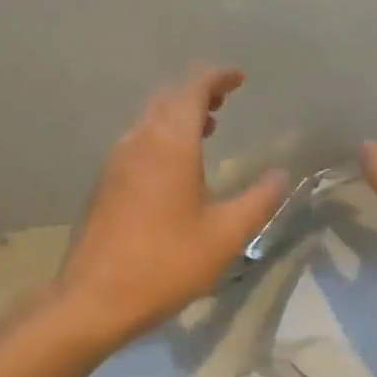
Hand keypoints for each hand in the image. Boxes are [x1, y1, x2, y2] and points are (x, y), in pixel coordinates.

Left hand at [56, 68, 286, 351]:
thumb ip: (258, 200)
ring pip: (149, 121)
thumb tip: (281, 175)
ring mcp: (115, 163)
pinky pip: (137, 144)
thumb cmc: (167, 263)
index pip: (192, 90)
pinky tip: (174, 169)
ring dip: (177, 117)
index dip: (216, 78)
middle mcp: (138, 142)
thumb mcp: (226, 235)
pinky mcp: (104, 185)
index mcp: (169, 144)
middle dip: (197, 93)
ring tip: (207, 130)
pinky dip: (160, 138)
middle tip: (225, 102)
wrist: (95, 298)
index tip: (239, 78)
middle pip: (167, 99)